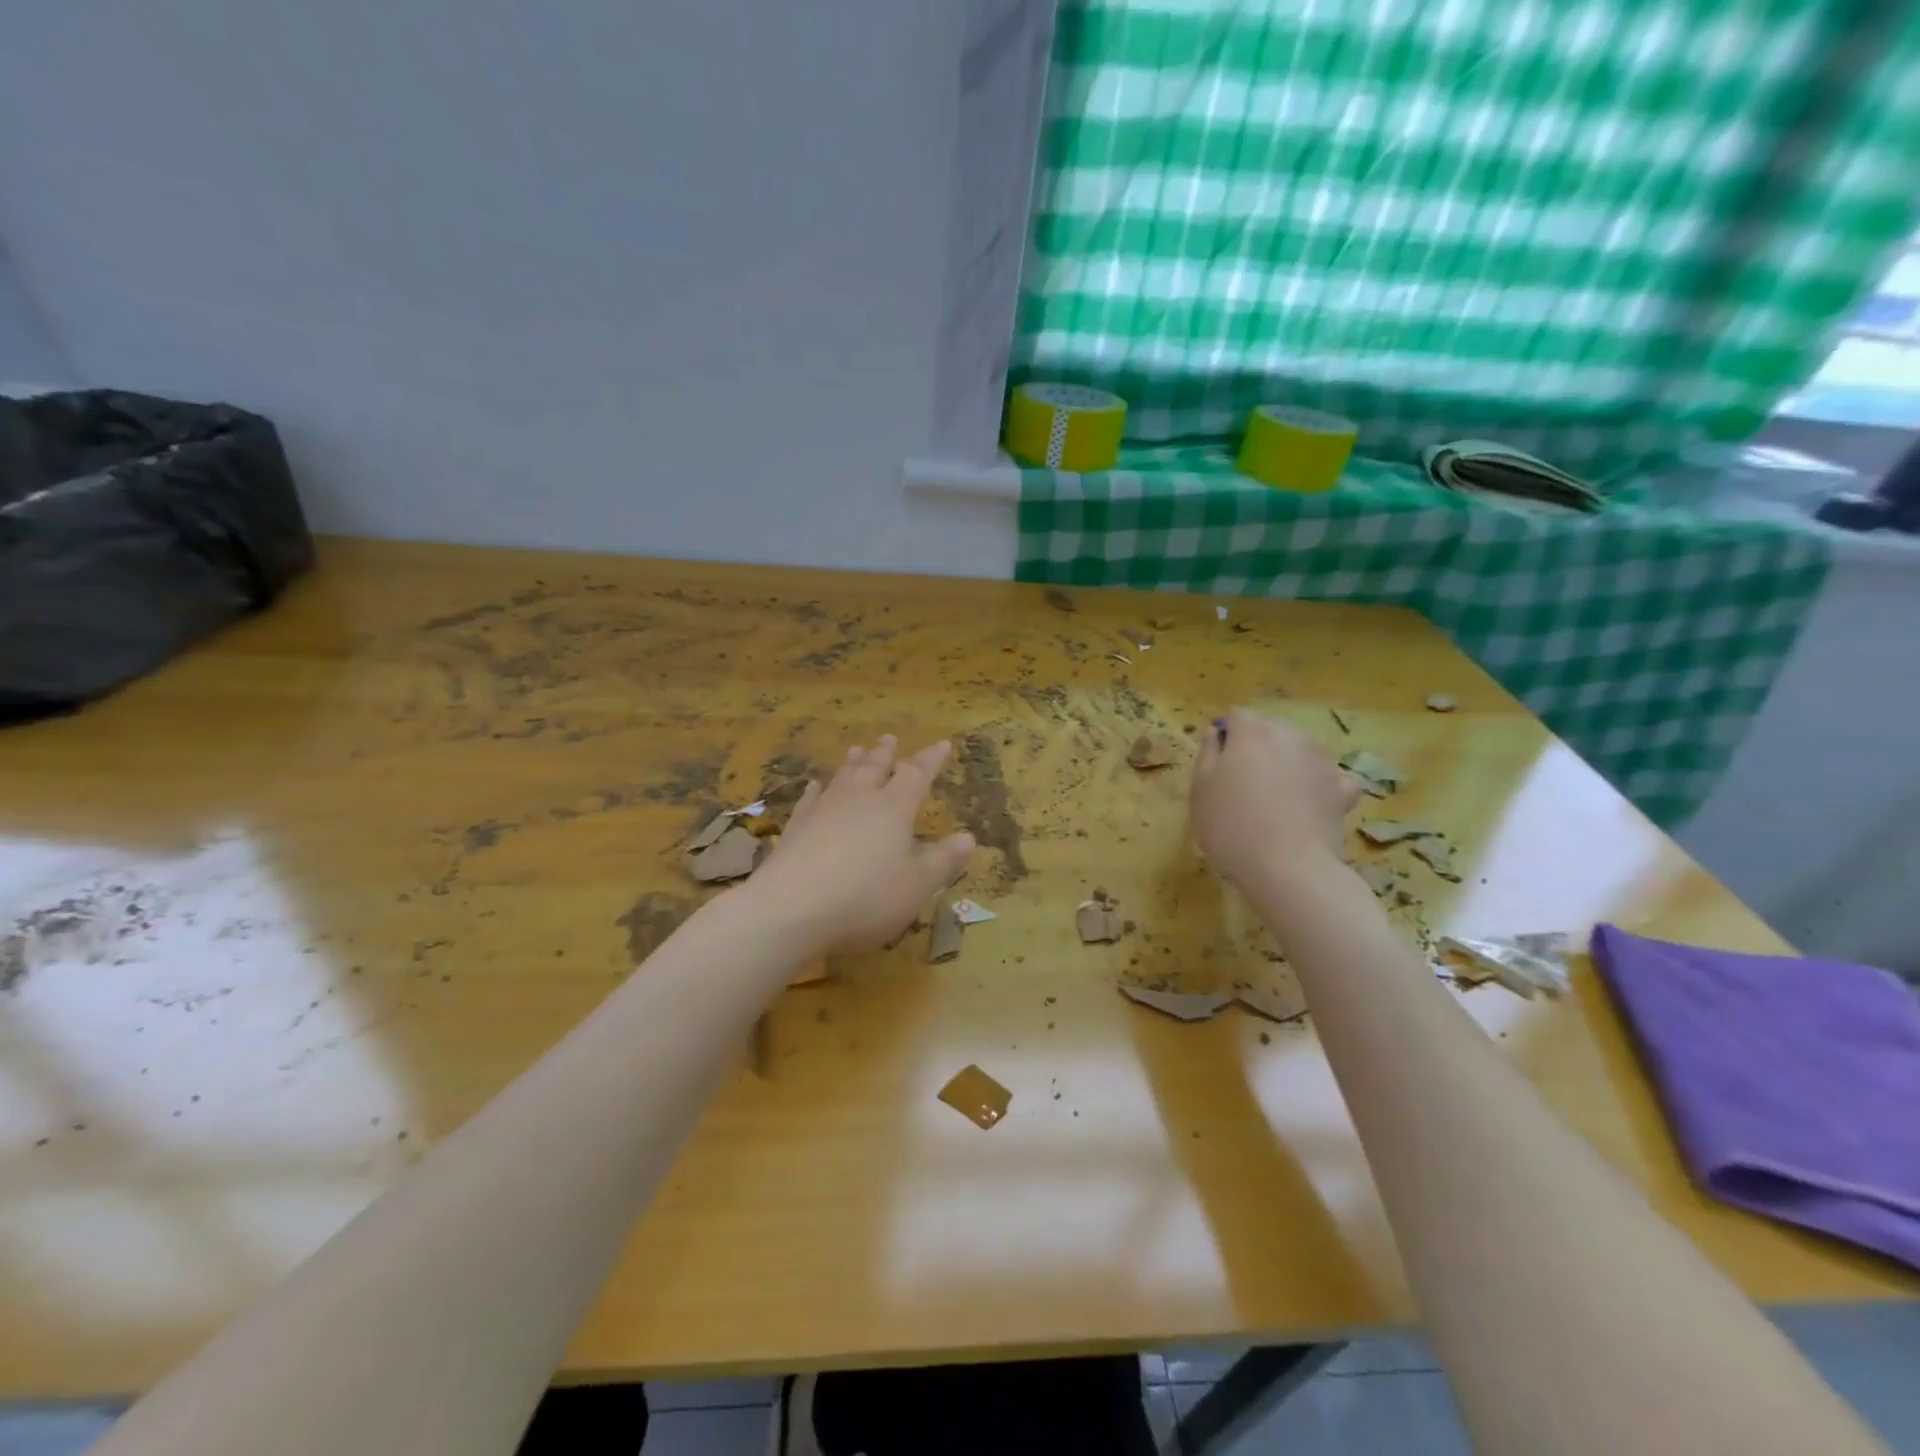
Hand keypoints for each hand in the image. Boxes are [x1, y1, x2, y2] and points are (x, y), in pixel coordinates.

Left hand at [747, 735, 975, 954]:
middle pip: (875, 767)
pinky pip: (810, 800)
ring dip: (853, 762)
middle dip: (885, 753)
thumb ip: (942, 860)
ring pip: (842, 777)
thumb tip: (968, 837)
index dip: (931, 759)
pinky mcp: (796, 828)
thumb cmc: (866, 897)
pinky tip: (814, 786)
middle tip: (890, 738)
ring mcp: (823, 810)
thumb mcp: (917, 885)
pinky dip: (816, 790)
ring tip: (857, 749)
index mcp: (894, 808)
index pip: (917, 774)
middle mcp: (859, 799)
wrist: (791, 908)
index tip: (942, 744)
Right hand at [1190, 708, 1361, 887]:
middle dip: (1257, 748)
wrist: (1288, 868)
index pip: (1236, 716)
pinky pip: (1331, 777)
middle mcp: (1291, 735)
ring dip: (1288, 763)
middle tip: (1243, 785)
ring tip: (1276, 799)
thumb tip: (1215, 732)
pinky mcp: (1343, 788)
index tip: (1217, 765)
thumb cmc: (1231, 826)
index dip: (1226, 737)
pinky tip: (1311, 803)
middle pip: (1270, 730)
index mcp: (1252, 731)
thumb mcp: (1200, 789)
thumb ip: (1207, 753)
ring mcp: (1323, 760)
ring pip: (1300, 750)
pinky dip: (1322, 785)